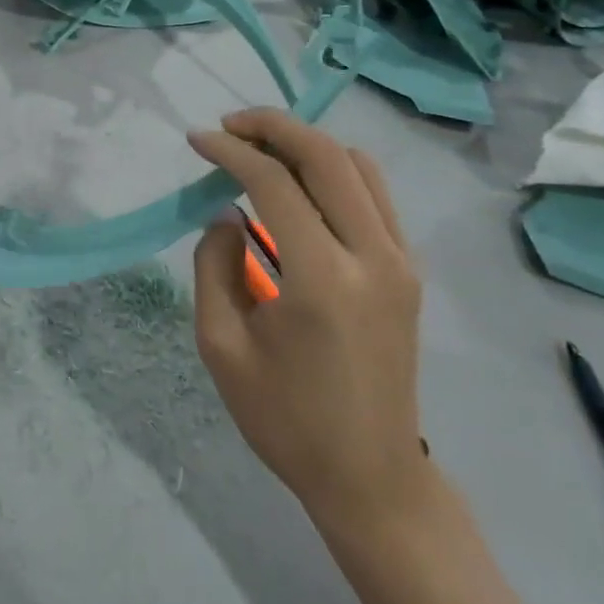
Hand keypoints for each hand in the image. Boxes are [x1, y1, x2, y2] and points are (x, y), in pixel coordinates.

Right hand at [189, 108, 433, 543]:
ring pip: (358, 166)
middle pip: (326, 156)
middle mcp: (372, 256)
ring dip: (306, 144)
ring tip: (260, 148)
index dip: (230, 152)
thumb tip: (226, 215)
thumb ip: (214, 266)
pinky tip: (299, 183)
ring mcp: (400, 262)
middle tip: (228, 126)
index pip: (274, 183)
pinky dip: (335, 171)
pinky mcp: (408, 271)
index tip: (196, 141)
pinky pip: (375, 195)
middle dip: (272, 126)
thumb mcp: (221, 345)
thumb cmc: (284, 418)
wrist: (370, 477)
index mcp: (321, 279)